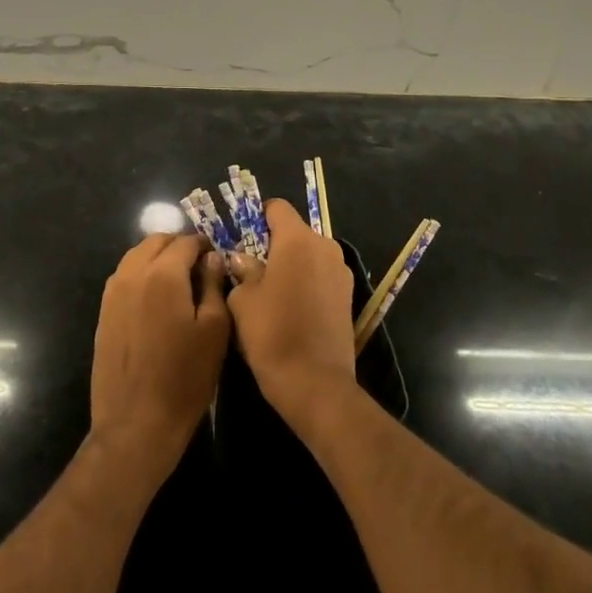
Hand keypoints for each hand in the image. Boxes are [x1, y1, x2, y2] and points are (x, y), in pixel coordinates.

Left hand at [89, 233, 229, 483]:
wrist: (136, 422)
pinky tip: (157, 299)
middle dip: (179, 246)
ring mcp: (112, 292)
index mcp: (163, 274)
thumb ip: (214, 285)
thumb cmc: (185, 377)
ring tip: (179, 281)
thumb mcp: (214, 329)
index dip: (204, 246)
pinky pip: (124, 277)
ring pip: (137, 256)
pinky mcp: (103, 311)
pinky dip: (142, 274)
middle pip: (156, 241)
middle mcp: (132, 273)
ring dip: (158, 258)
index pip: (185, 242)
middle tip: (199, 267)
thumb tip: (212, 258)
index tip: (217, 259)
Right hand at [226, 199, 355, 427]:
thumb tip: (242, 259)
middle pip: (294, 232)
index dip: (258, 217)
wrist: (316, 384)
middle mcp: (325, 247)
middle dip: (273, 244)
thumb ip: (243, 271)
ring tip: (271, 292)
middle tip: (251, 269)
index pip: (278, 208)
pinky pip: (321, 276)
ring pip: (309, 255)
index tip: (242, 238)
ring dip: (291, 265)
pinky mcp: (349, 296)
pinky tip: (291, 308)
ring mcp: (341, 272)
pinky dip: (306, 282)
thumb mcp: (243, 301)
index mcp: (297, 240)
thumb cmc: (272, 334)